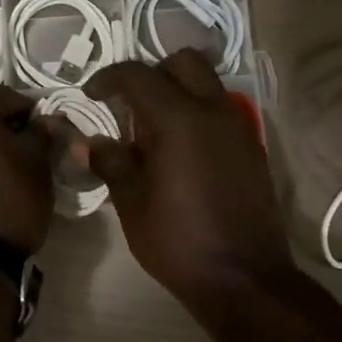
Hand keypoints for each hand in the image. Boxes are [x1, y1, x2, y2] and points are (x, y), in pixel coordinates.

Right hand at [77, 50, 293, 303]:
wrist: (244, 279)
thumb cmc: (178, 241)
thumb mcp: (132, 203)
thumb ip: (110, 162)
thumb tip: (89, 142)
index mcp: (179, 119)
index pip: (138, 75)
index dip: (109, 78)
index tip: (91, 94)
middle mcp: (213, 112)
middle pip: (183, 62)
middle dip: (152, 73)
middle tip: (130, 104)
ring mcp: (238, 128)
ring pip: (207, 84)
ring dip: (178, 92)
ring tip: (153, 130)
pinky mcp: (251, 148)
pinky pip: (220, 111)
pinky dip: (197, 113)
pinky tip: (180, 152)